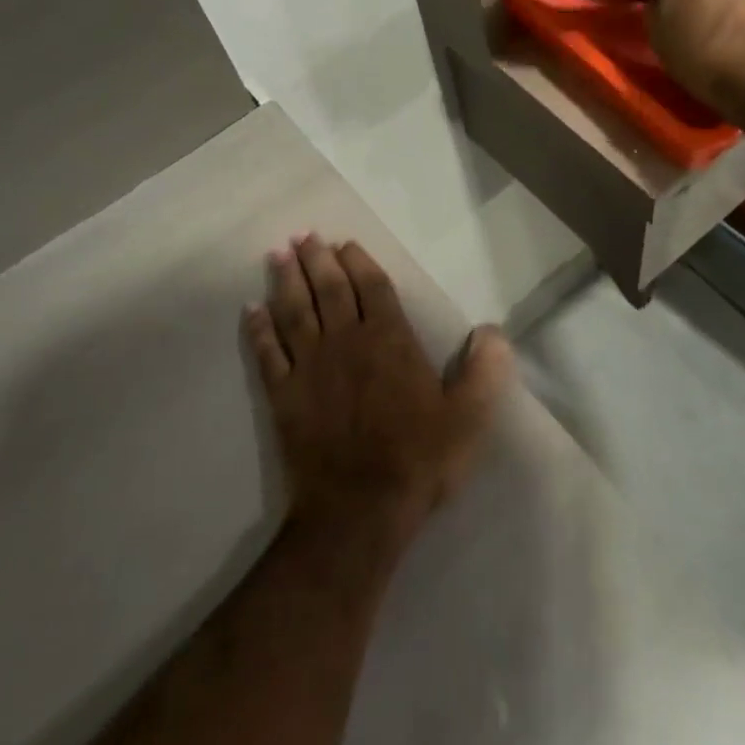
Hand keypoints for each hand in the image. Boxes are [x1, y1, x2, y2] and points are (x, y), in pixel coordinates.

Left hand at [244, 236, 512, 552]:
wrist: (359, 509)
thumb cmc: (418, 459)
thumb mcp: (469, 417)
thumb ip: (485, 370)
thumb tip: (492, 331)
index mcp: (389, 340)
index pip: (372, 288)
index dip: (359, 262)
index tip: (345, 243)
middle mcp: (345, 342)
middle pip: (329, 289)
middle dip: (317, 259)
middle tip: (304, 235)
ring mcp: (309, 366)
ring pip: (295, 311)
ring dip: (286, 280)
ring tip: (277, 253)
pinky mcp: (283, 395)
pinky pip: (266, 353)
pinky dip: (258, 330)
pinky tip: (251, 310)